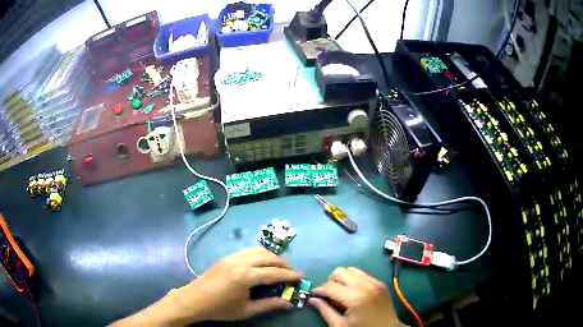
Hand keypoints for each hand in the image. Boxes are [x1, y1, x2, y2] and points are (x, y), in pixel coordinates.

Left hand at [171, 247, 301, 322]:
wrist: (194, 299)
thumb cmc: (220, 308)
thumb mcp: (246, 310)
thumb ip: (269, 305)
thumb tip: (289, 303)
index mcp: (245, 276)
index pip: (274, 273)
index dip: (290, 275)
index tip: (301, 276)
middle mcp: (240, 262)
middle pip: (268, 257)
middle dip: (283, 263)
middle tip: (292, 272)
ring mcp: (232, 257)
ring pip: (258, 250)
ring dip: (272, 257)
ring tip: (279, 267)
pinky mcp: (226, 257)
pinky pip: (248, 251)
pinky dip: (260, 254)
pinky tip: (262, 264)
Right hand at [309, 267, 399, 326]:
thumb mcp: (340, 325)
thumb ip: (325, 311)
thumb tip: (311, 300)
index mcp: (354, 297)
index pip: (330, 286)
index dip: (318, 290)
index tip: (313, 295)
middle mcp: (365, 285)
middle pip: (340, 272)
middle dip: (330, 282)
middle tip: (328, 295)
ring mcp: (375, 282)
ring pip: (351, 270)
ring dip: (342, 279)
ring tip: (341, 293)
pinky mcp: (380, 283)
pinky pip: (362, 274)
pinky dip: (353, 279)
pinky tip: (353, 292)